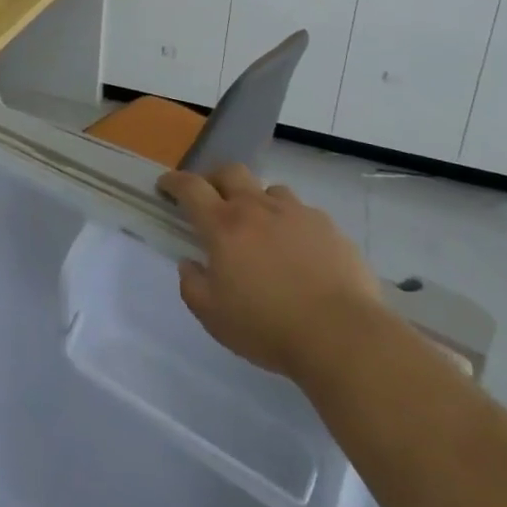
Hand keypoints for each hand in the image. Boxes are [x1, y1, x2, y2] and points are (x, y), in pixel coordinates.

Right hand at [158, 164, 379, 381]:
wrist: (341, 334)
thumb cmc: (268, 327)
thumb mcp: (214, 317)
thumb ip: (193, 286)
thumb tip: (189, 264)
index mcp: (224, 226)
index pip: (191, 188)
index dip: (174, 182)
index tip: (165, 185)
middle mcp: (257, 208)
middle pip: (230, 172)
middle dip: (214, 179)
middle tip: (211, 199)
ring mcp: (296, 213)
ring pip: (269, 190)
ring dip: (256, 201)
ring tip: (260, 228)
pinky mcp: (327, 226)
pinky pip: (302, 213)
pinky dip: (291, 223)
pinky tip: (299, 251)